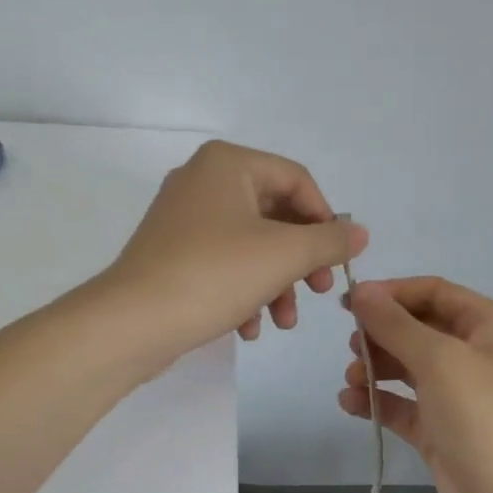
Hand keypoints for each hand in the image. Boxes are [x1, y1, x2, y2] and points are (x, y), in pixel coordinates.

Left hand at [106, 140, 366, 357]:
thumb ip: (329, 240)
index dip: (326, 220)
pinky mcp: (172, 254)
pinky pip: (223, 264)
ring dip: (276, 284)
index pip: (297, 180)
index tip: (337, 261)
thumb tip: (359, 233)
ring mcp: (183, 219)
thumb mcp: (285, 255)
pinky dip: (244, 292)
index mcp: (228, 164)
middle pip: (275, 215)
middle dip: (301, 261)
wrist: (132, 322)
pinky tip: (249, 329)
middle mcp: (203, 181)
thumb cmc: (214, 275)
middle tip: (319, 291)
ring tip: (284, 322)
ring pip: (251, 245)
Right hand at [337, 278, 492, 492]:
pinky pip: (403, 406)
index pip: (435, 293)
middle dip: (382, 334)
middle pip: (419, 329)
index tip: (349, 303)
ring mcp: (459, 396)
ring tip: (351, 379)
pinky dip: (377, 402)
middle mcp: (477, 355)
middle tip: (351, 345)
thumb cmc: (484, 417)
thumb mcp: (439, 359)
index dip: (392, 293)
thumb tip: (361, 290)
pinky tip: (348, 403)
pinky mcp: (442, 432)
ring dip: (376, 368)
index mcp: (490, 326)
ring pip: (409, 369)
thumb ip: (395, 324)